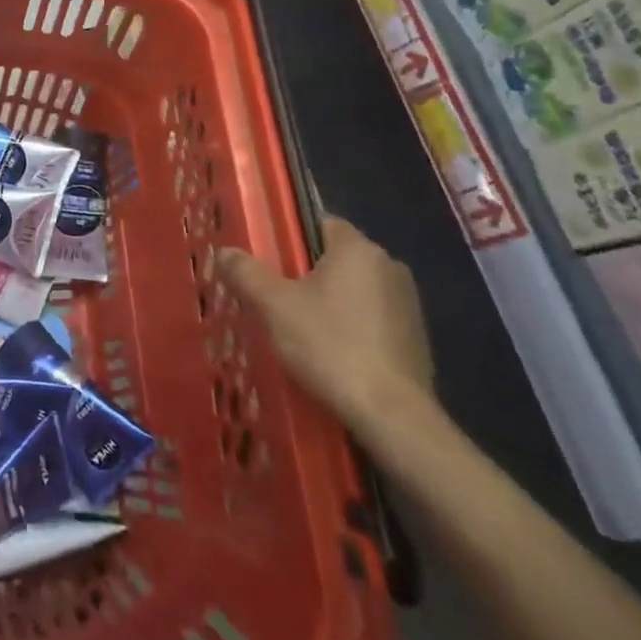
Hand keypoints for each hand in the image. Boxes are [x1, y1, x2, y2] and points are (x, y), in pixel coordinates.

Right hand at [219, 216, 434, 442]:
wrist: (392, 416)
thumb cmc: (330, 346)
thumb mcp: (274, 307)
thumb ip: (246, 273)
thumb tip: (224, 252)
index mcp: (358, 249)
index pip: (319, 223)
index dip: (290, 238)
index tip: (268, 260)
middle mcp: (389, 266)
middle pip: (336, 258)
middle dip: (307, 273)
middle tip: (275, 296)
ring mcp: (408, 303)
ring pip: (355, 289)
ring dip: (331, 302)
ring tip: (298, 328)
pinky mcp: (416, 337)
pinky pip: (372, 318)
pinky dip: (351, 327)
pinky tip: (331, 352)